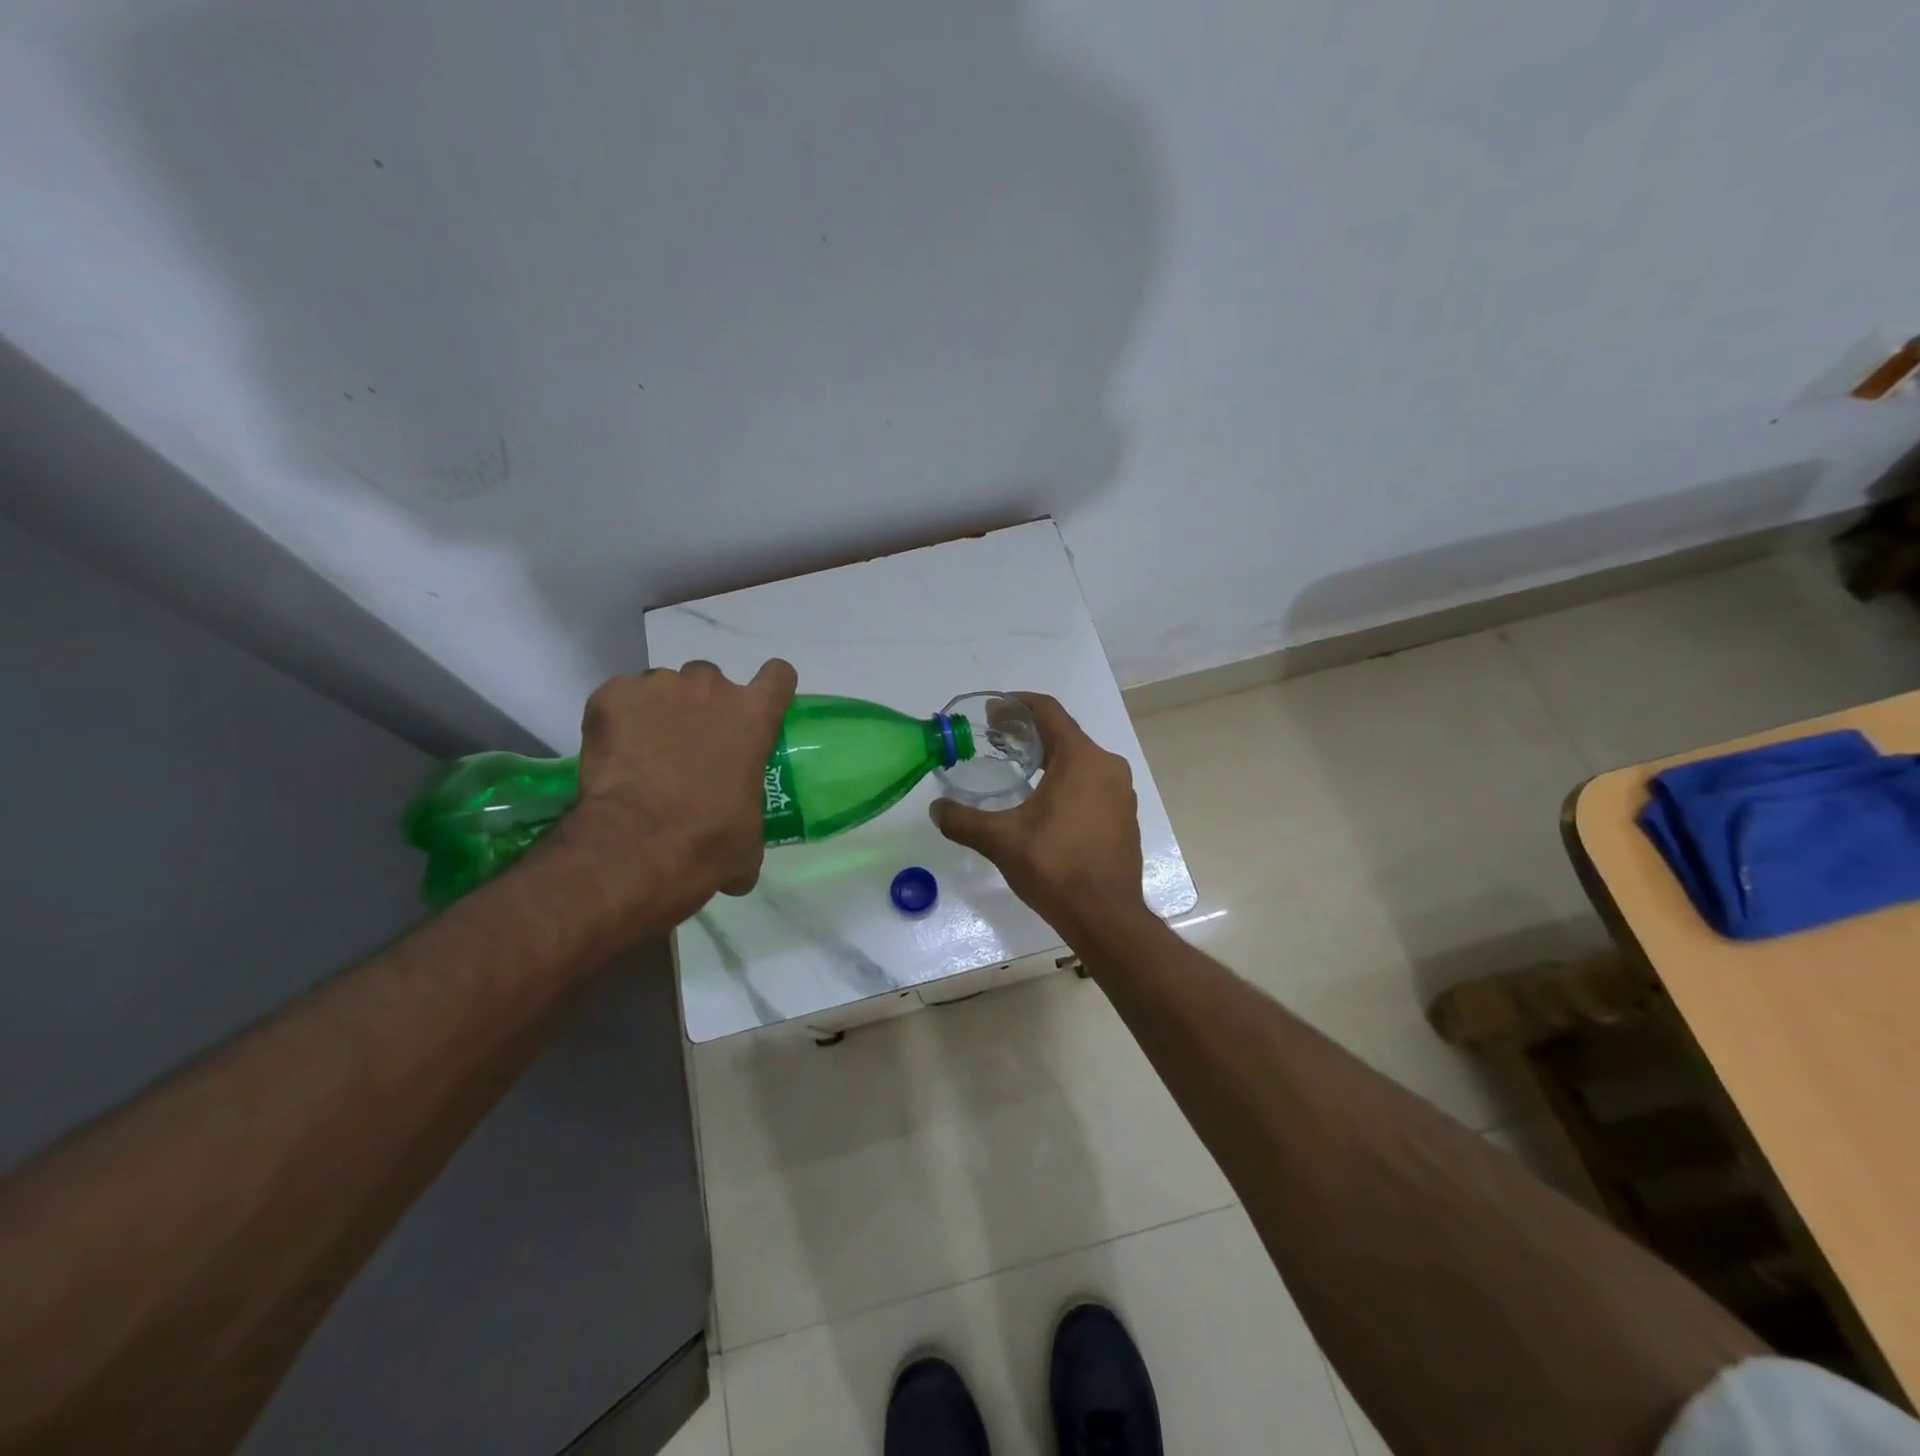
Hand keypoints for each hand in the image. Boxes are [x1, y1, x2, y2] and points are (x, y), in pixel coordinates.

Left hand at [550, 659, 796, 926]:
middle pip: (710, 680)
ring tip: (643, 753)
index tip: (758, 704)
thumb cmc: (709, 842)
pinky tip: (613, 755)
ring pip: (661, 687)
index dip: (770, 687)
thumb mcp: (748, 842)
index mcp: (754, 717)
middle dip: (701, 705)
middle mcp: (712, 689)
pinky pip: (619, 697)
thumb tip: (739, 862)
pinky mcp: (612, 696)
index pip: (778, 676)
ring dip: (657, 711)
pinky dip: (617, 719)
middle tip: (687, 745)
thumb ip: (748, 824)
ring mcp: (659, 686)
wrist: (637, 845)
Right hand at [929, 693, 1144, 936]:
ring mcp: (1121, 792)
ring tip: (1017, 770)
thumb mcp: (1001, 841)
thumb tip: (936, 809)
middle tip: (996, 742)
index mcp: (1082, 759)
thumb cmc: (1055, 867)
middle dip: (1029, 733)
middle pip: (1064, 734)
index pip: (1048, 712)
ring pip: (1080, 760)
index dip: (1017, 705)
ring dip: (1049, 758)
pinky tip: (1044, 803)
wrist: (1105, 916)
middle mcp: (1108, 766)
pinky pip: (1092, 784)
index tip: (992, 713)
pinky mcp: (1124, 816)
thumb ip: (963, 820)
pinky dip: (1067, 781)